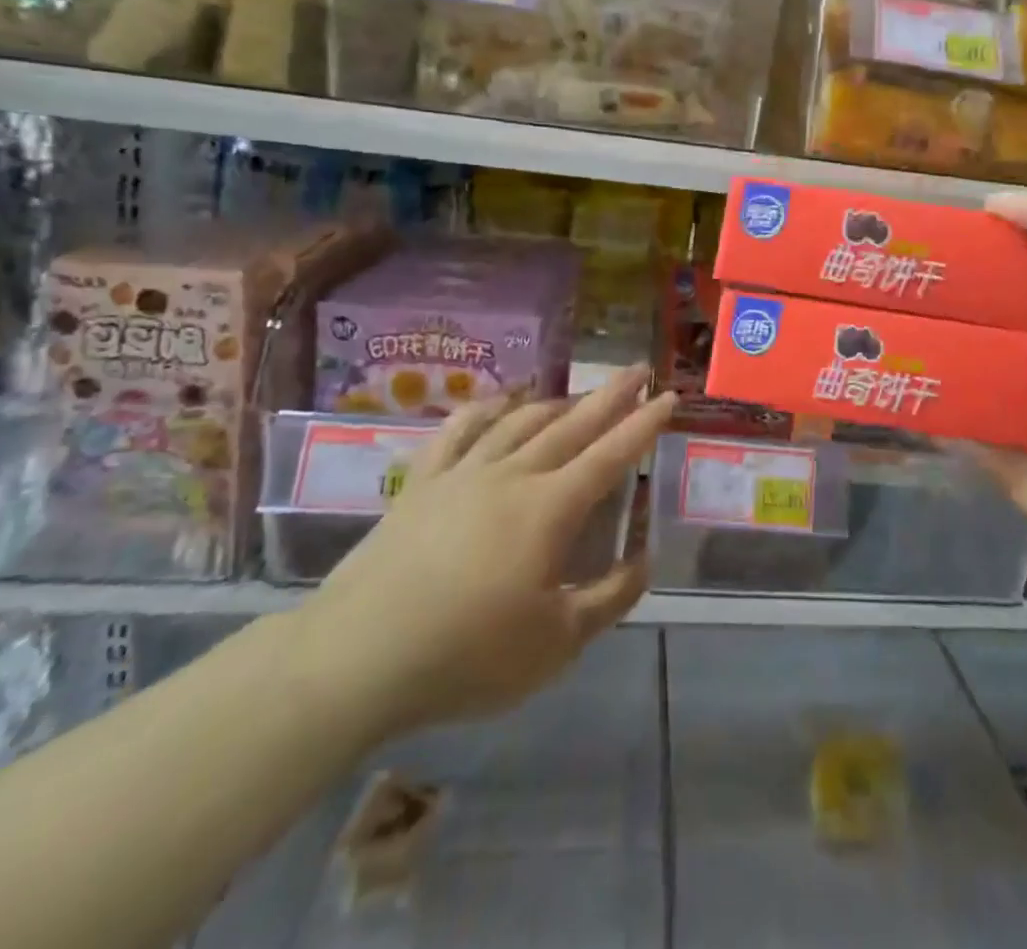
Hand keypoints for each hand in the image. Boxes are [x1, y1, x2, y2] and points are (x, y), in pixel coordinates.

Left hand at [291, 366, 672, 744]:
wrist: (357, 658)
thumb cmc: (467, 655)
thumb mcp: (557, 643)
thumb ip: (610, 598)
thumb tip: (644, 561)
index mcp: (550, 509)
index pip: (611, 454)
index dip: (644, 424)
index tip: (669, 396)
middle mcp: (512, 476)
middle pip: (571, 424)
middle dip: (610, 395)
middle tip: (637, 369)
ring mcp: (463, 474)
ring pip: (520, 422)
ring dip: (556, 402)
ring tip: (579, 392)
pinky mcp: (421, 484)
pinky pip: (458, 431)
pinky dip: (485, 410)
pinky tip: (499, 402)